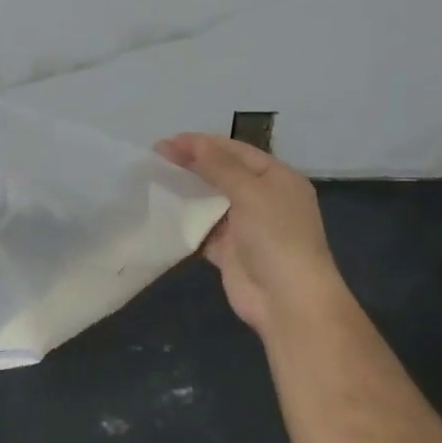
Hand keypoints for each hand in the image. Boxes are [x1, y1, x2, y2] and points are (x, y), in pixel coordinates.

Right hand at [154, 134, 342, 340]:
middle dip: (191, 164)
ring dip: (186, 191)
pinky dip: (185, 221)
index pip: (235, 151)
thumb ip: (219, 166)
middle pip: (222, 174)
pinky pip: (204, 229)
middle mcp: (263, 198)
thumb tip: (192, 143)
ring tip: (153, 179)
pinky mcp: (229, 251)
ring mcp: (246, 226)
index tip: (167, 142)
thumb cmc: (275, 236)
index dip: (202, 143)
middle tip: (155, 157)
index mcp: (277, 178)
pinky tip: (161, 211)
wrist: (288, 301)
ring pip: (211, 200)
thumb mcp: (250, 192)